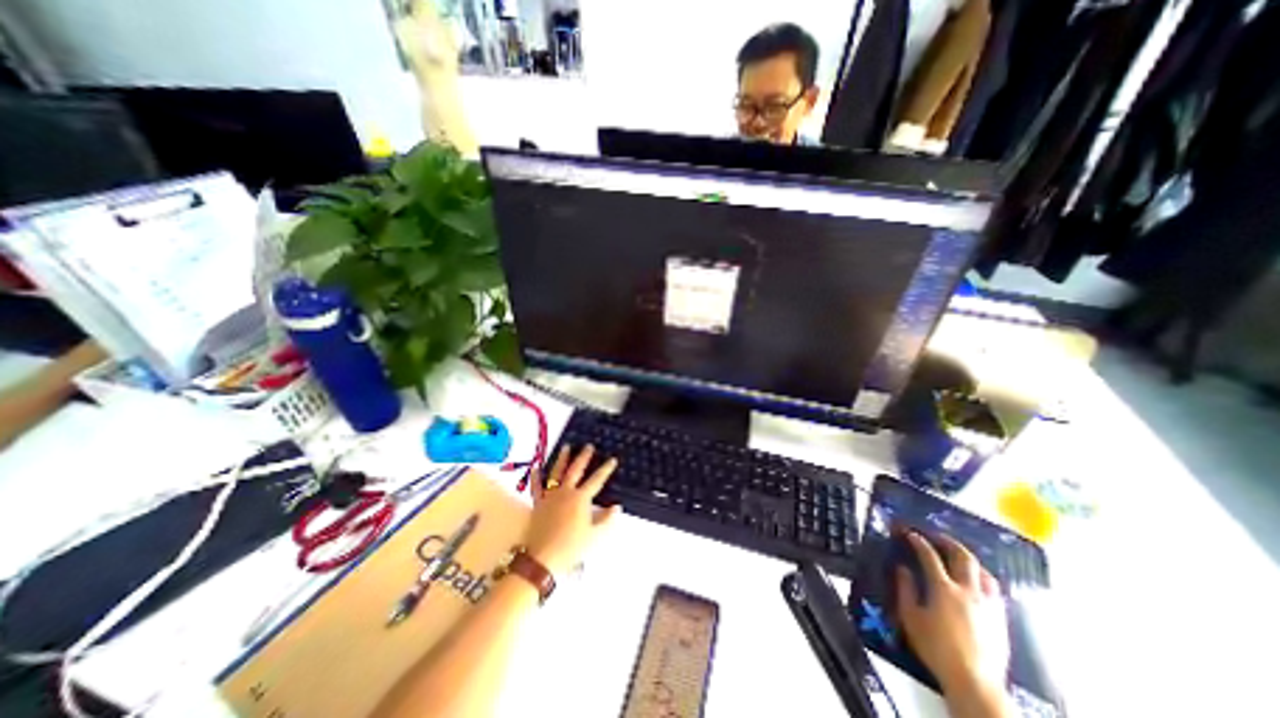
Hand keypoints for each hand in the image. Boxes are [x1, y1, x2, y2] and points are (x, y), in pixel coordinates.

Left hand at [519, 442, 619, 575]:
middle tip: (588, 446)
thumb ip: (606, 519)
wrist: (542, 558)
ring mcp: (550, 496)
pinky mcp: (538, 503)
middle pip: (576, 470)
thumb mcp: (594, 535)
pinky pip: (536, 486)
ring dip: (562, 459)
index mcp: (581, 498)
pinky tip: (536, 467)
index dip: (605, 469)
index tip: (612, 459)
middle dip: (583, 457)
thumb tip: (616, 507)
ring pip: (556, 473)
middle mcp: (566, 492)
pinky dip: (536, 476)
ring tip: (566, 447)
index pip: (596, 480)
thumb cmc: (571, 547)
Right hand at [892, 533, 1008, 694]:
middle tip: (936, 536)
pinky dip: (981, 577)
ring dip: (968, 559)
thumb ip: (905, 589)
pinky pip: (993, 589)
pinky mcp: (1000, 619)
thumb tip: (903, 569)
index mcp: (944, 589)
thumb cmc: (936, 648)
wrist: (975, 683)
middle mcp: (968, 591)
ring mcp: (988, 605)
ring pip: (983, 572)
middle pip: (963, 557)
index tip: (910, 534)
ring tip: (957, 556)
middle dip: (948, 542)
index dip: (918, 542)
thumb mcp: (910, 617)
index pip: (929, 556)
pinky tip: (976, 581)